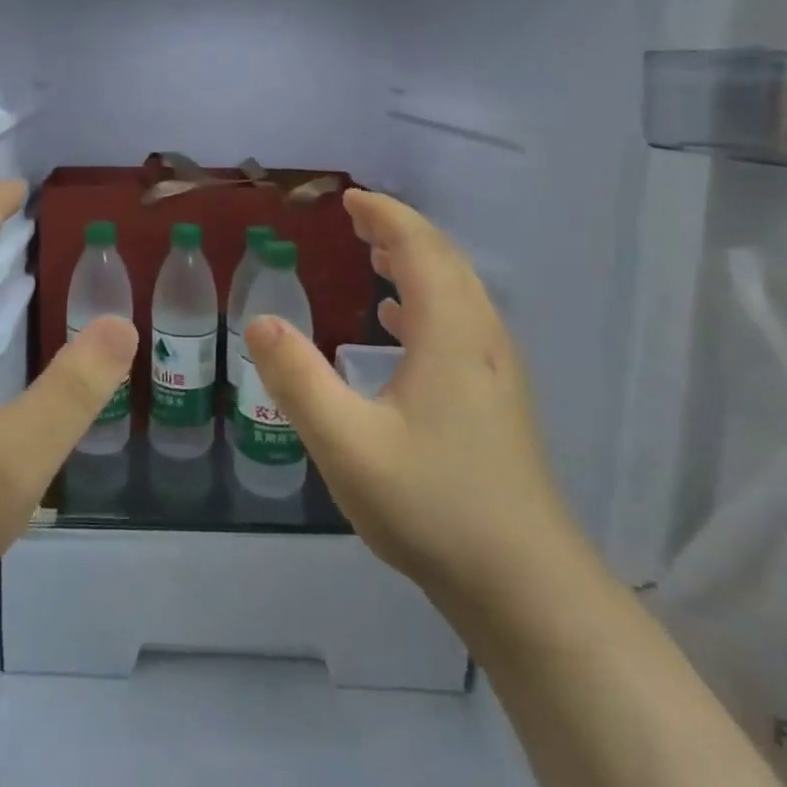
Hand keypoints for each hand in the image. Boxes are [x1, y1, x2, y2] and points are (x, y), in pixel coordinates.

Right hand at [244, 189, 581, 610]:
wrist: (525, 587)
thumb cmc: (433, 507)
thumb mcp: (347, 444)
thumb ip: (298, 380)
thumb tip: (260, 322)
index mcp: (451, 335)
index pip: (422, 250)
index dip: (386, 217)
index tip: (349, 199)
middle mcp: (481, 340)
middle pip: (447, 262)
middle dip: (401, 231)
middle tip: (356, 218)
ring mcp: (495, 371)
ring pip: (459, 292)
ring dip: (418, 262)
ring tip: (376, 254)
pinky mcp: (497, 399)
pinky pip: (461, 322)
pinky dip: (428, 300)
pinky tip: (400, 322)